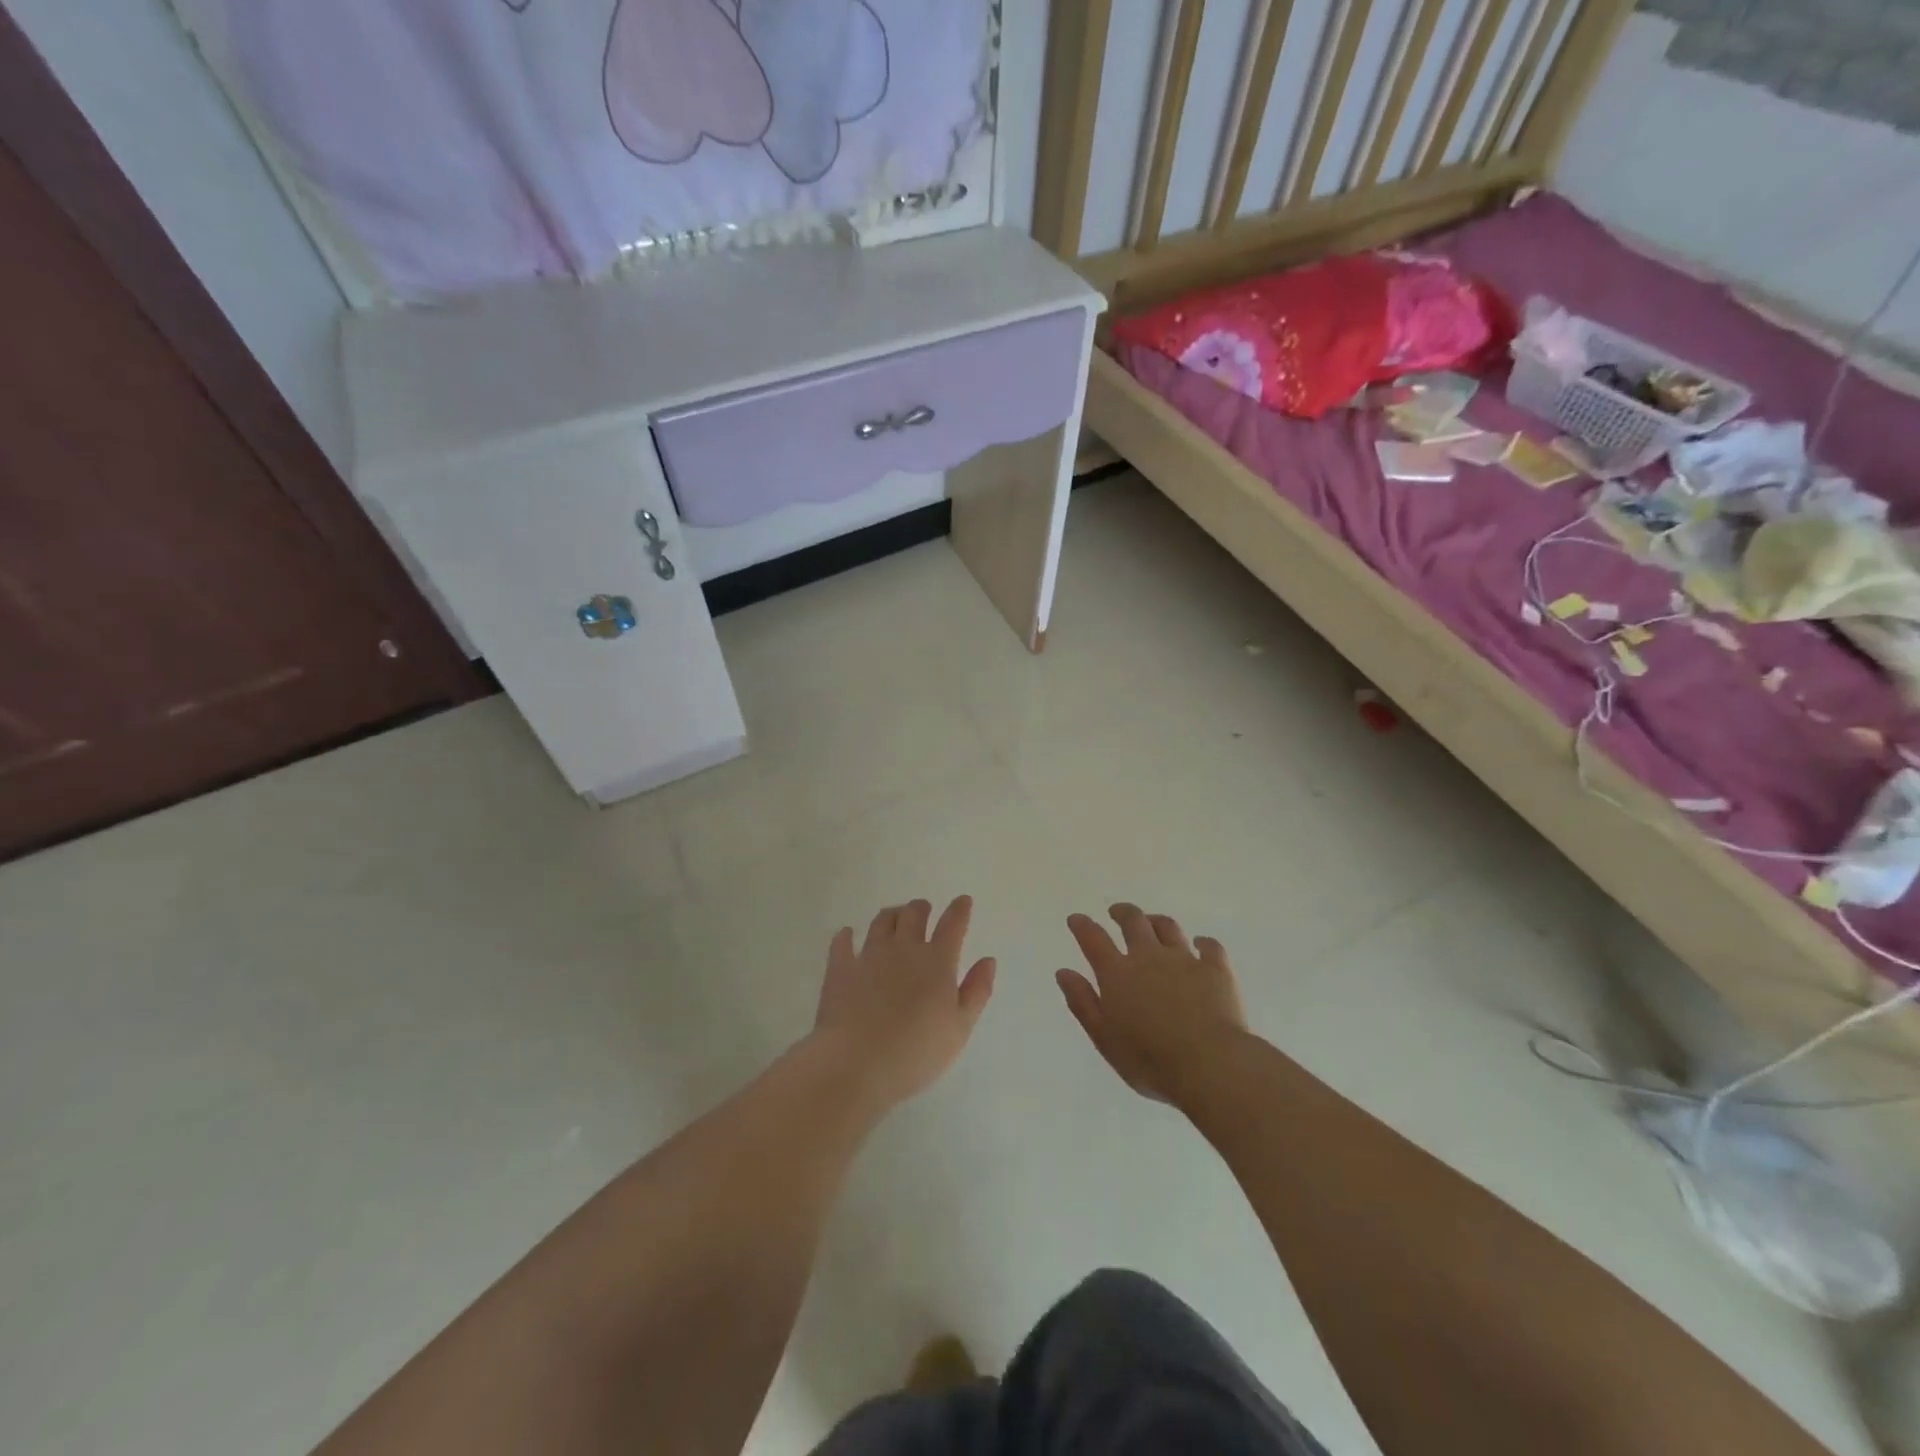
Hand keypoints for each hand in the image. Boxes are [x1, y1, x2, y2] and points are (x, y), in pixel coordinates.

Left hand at [811, 897, 996, 1111]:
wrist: (857, 1063)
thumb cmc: (917, 1052)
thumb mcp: (960, 1028)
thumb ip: (977, 991)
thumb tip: (988, 960)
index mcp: (937, 962)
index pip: (952, 925)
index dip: (959, 910)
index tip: (963, 900)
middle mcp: (904, 949)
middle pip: (914, 915)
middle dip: (922, 908)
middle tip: (924, 909)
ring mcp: (869, 955)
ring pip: (882, 922)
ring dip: (892, 915)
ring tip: (894, 916)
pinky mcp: (840, 969)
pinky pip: (842, 943)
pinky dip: (846, 936)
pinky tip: (848, 935)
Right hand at [1056, 904, 1248, 1105]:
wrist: (1210, 1064)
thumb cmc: (1150, 1060)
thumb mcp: (1104, 1038)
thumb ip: (1083, 1003)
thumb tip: (1064, 972)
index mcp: (1117, 973)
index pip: (1093, 939)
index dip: (1082, 926)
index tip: (1076, 919)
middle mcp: (1148, 956)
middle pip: (1133, 921)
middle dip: (1122, 913)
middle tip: (1116, 912)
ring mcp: (1184, 959)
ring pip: (1168, 927)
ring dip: (1156, 921)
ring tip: (1152, 922)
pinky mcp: (1216, 969)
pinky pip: (1209, 946)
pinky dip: (1203, 942)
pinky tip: (1201, 944)